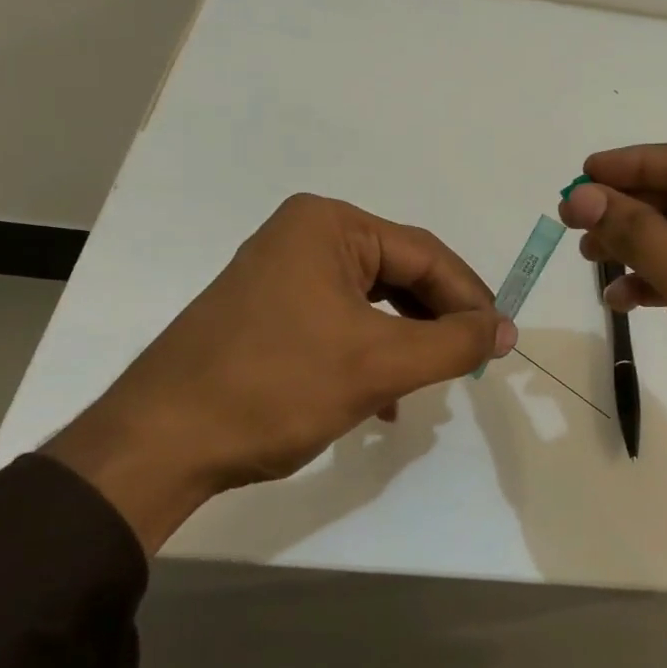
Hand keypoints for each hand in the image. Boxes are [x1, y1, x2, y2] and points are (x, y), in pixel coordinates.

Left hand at [44, 194, 516, 551]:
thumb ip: (454, 342)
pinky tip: (382, 401)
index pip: (425, 254)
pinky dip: (370, 355)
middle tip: (470, 361)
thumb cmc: (277, 387)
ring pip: (371, 303)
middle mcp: (304, 236)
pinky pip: (340, 322)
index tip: (501, 343)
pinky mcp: (267, 312)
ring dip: (407, 343)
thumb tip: (507, 329)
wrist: (160, 442)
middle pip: (399, 274)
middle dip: (437, 321)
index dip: (470, 298)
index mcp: (329, 225)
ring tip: (431, 383)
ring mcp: (280, 274)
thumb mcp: (379, 364)